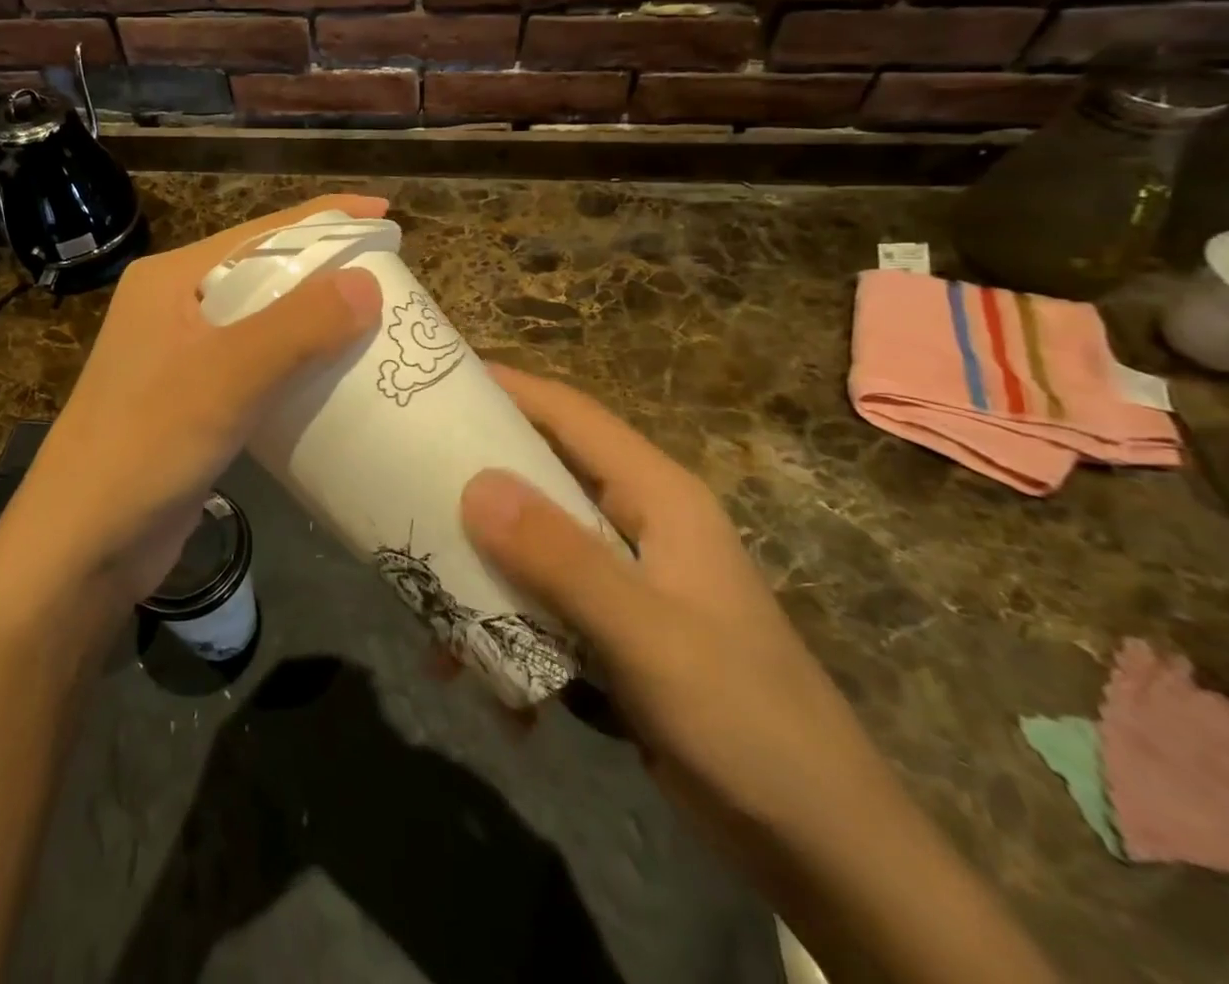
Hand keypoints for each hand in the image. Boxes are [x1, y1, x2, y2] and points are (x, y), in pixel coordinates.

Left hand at [0, 195, 384, 615]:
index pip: (261, 232)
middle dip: (326, 270)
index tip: (387, 214)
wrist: (83, 546)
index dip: (326, 218)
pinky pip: (258, 365)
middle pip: (265, 272)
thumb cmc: (146, 446)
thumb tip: (369, 282)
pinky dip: (298, 364)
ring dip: (317, 320)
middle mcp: (175, 307)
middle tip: (393, 276)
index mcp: (172, 280)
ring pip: (264, 321)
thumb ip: (298, 327)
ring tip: (378, 322)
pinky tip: (337, 377)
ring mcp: (182, 356)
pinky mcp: (194, 401)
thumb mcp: (227, 377)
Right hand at [459, 367, 899, 848]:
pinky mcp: (614, 631)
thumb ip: (560, 559)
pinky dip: (506, 632)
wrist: (823, 848)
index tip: (438, 380)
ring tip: (429, 607)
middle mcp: (636, 523)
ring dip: (482, 574)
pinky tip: (485, 684)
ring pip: (532, 546)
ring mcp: (625, 579)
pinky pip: (541, 606)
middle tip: (405, 485)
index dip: (508, 388)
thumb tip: (473, 485)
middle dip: (475, 485)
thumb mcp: (646, 635)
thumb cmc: (744, 721)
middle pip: (541, 477)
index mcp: (657, 497)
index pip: (571, 415)